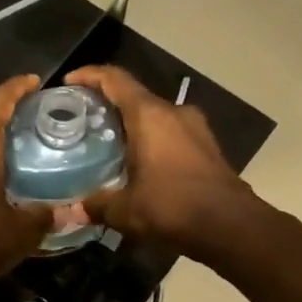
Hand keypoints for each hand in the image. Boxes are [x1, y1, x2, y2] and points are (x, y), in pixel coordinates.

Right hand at [66, 65, 257, 257]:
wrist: (231, 226)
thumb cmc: (173, 207)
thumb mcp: (126, 210)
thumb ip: (97, 205)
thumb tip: (73, 210)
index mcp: (150, 115)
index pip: (115, 79)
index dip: (89, 75)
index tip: (69, 82)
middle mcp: (174, 112)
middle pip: (135, 96)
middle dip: (108, 104)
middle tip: (84, 121)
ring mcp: (195, 127)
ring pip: (155, 115)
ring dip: (132, 124)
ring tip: (109, 144)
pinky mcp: (207, 146)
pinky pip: (171, 132)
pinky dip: (151, 139)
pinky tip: (139, 163)